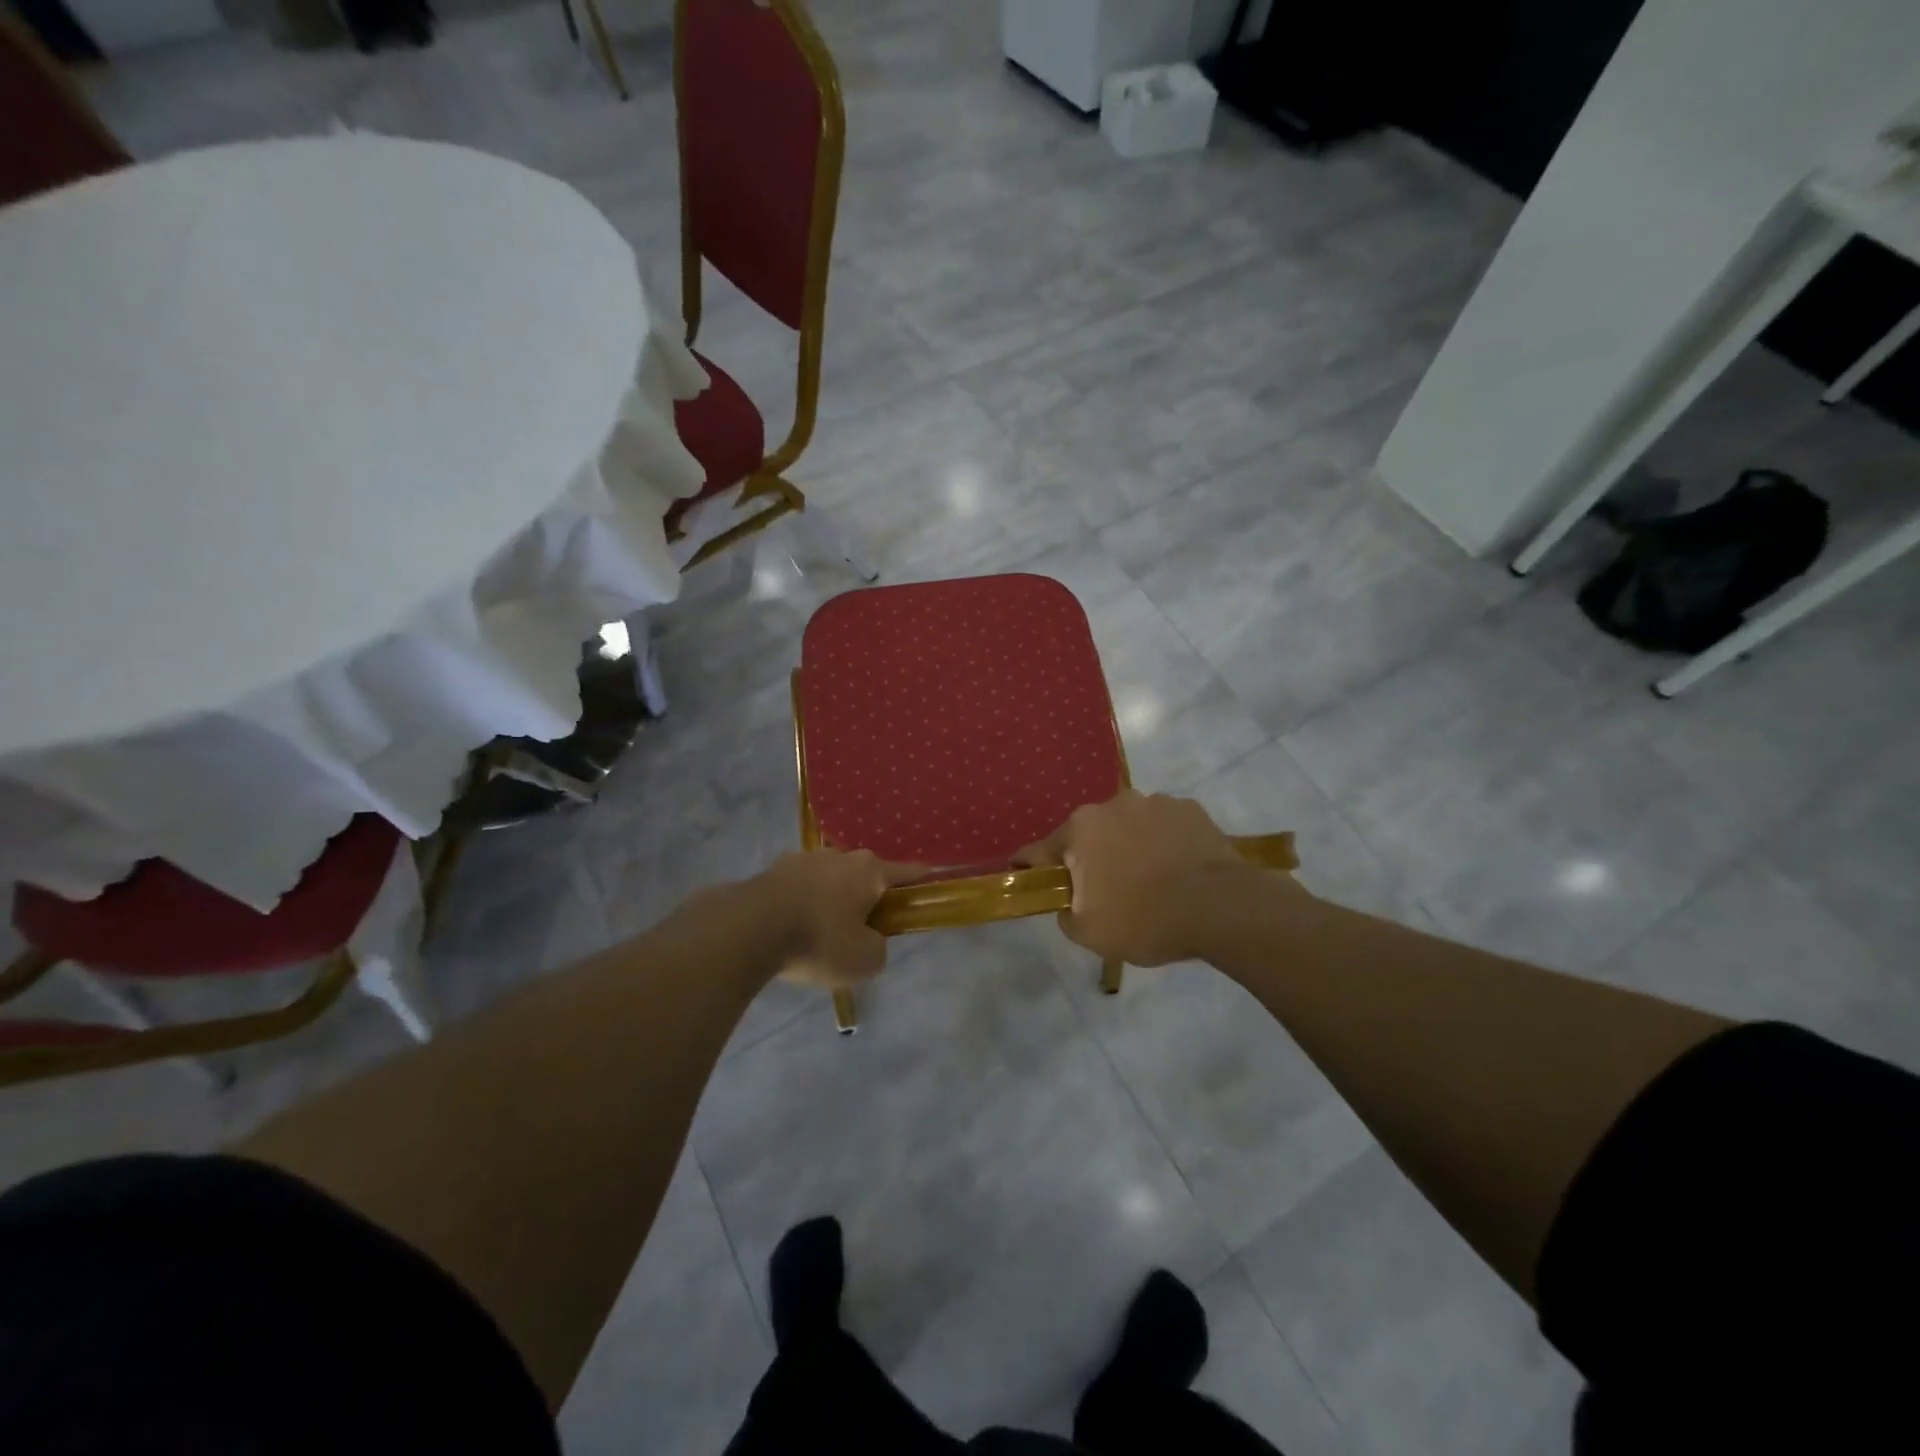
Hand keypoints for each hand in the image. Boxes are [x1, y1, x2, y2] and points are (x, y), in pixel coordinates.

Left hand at [748, 850, 922, 988]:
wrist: (750, 929)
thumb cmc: (820, 940)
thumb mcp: (865, 960)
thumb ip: (878, 948)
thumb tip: (869, 940)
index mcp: (869, 870)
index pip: (905, 872)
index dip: (919, 880)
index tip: (929, 881)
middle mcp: (839, 855)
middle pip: (863, 874)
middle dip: (866, 895)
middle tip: (863, 927)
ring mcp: (802, 859)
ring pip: (828, 879)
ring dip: (830, 898)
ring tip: (821, 931)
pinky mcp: (771, 871)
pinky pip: (797, 888)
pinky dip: (801, 904)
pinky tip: (792, 928)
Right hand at [1017, 791, 1268, 965]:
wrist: (1222, 908)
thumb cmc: (1146, 919)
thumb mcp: (1090, 934)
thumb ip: (1065, 915)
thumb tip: (1069, 903)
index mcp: (1080, 830)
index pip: (1038, 850)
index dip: (1029, 867)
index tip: (1027, 878)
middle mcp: (1112, 805)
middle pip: (1088, 834)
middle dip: (1089, 858)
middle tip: (1104, 891)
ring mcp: (1154, 802)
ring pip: (1128, 826)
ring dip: (1128, 846)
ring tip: (1149, 880)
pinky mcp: (1189, 808)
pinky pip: (1163, 826)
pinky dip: (1163, 843)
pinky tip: (1177, 869)